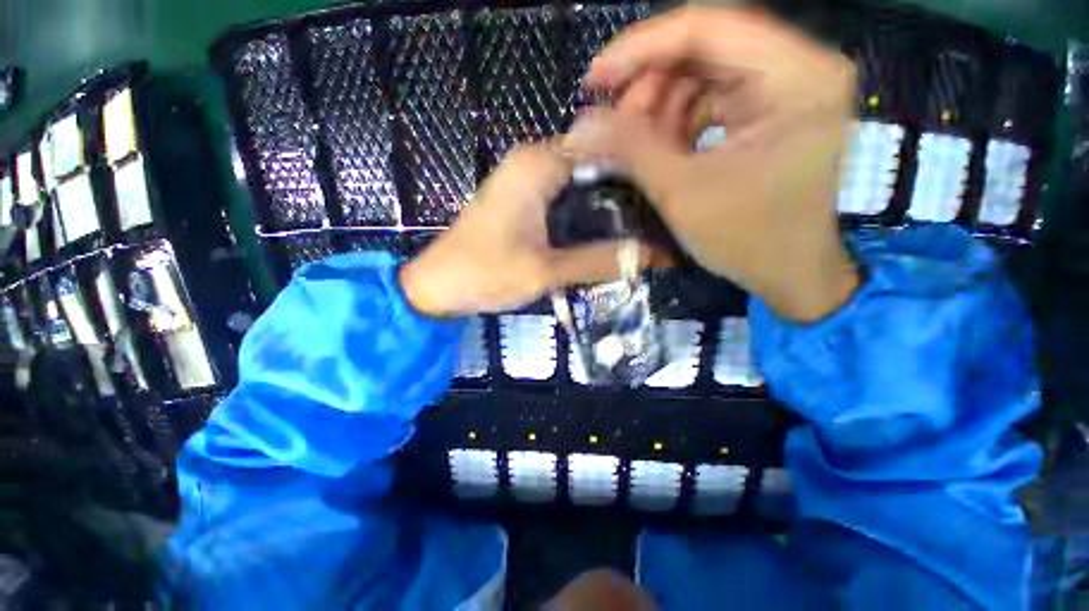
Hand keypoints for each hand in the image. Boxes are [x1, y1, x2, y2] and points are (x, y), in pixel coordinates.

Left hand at [401, 143, 644, 317]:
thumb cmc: (484, 274)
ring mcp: (525, 179)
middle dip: (625, 190)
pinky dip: (585, 211)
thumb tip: (652, 255)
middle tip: (658, 219)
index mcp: (537, 165)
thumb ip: (598, 260)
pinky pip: (564, 195)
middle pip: (593, 163)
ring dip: (607, 203)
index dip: (638, 172)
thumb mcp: (545, 271)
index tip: (664, 200)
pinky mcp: (521, 199)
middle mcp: (532, 161)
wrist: (437, 286)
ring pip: (580, 181)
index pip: (604, 148)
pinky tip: (606, 231)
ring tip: (643, 227)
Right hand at [566, 7, 858, 320]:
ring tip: (634, 145)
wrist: (789, 273)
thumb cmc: (746, 239)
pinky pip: (709, 98)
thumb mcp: (682, 193)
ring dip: (658, 107)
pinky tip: (659, 149)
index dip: (641, 48)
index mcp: (796, 77)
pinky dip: (675, 121)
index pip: (707, 26)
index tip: (594, 79)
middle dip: (648, 86)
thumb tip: (578, 127)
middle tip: (614, 127)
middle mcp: (798, 68)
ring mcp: (784, 88)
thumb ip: (630, 150)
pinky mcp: (768, 110)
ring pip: (701, 73)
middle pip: (703, 47)